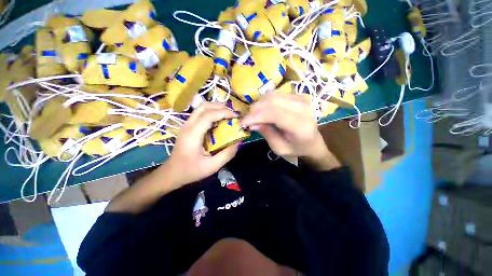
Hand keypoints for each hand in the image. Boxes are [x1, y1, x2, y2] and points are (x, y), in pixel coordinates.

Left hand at [162, 103, 239, 188]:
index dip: (224, 112)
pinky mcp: (187, 127)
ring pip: (201, 108)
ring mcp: (186, 125)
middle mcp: (188, 126)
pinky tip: (219, 120)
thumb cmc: (191, 171)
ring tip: (227, 115)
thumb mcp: (212, 166)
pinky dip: (211, 113)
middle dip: (220, 107)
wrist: (172, 173)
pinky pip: (200, 114)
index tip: (236, 116)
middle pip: (204, 106)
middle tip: (232, 114)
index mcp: (193, 135)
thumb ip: (227, 154)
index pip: (208, 115)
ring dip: (215, 108)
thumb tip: (239, 142)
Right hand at [241, 94, 339, 169]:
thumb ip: (266, 133)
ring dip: (259, 105)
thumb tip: (252, 122)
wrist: (313, 142)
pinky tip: (263, 111)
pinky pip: (276, 94)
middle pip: (271, 101)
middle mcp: (303, 109)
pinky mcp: (298, 96)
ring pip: (272, 96)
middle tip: (247, 120)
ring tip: (254, 116)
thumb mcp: (279, 148)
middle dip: (254, 110)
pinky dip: (265, 102)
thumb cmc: (296, 148)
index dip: (255, 116)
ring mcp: (302, 99)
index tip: (242, 122)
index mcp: (300, 126)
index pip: (274, 113)